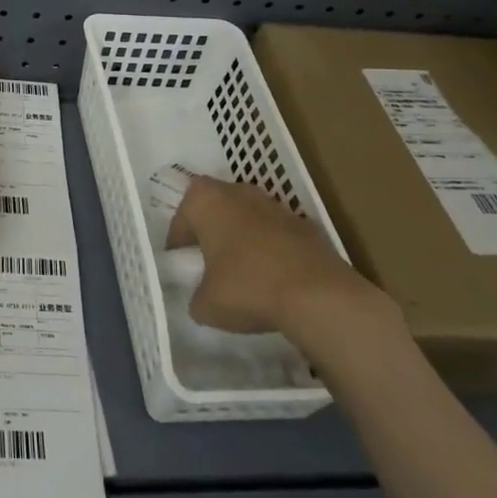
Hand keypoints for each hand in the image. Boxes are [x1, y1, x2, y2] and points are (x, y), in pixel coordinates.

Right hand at [167, 176, 403, 360]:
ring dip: (243, 236)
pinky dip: (272, 248)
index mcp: (205, 201)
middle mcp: (238, 192)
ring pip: (248, 216)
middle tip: (208, 259)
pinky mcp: (306, 224)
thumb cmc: (247, 288)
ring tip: (243, 269)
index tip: (180, 263)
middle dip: (211, 229)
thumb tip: (203, 298)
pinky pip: (277, 233)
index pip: (182, 216)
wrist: (318, 295)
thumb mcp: (205, 305)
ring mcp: (275, 204)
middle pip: (216, 206)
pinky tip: (274, 277)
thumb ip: (197, 296)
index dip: (178, 242)